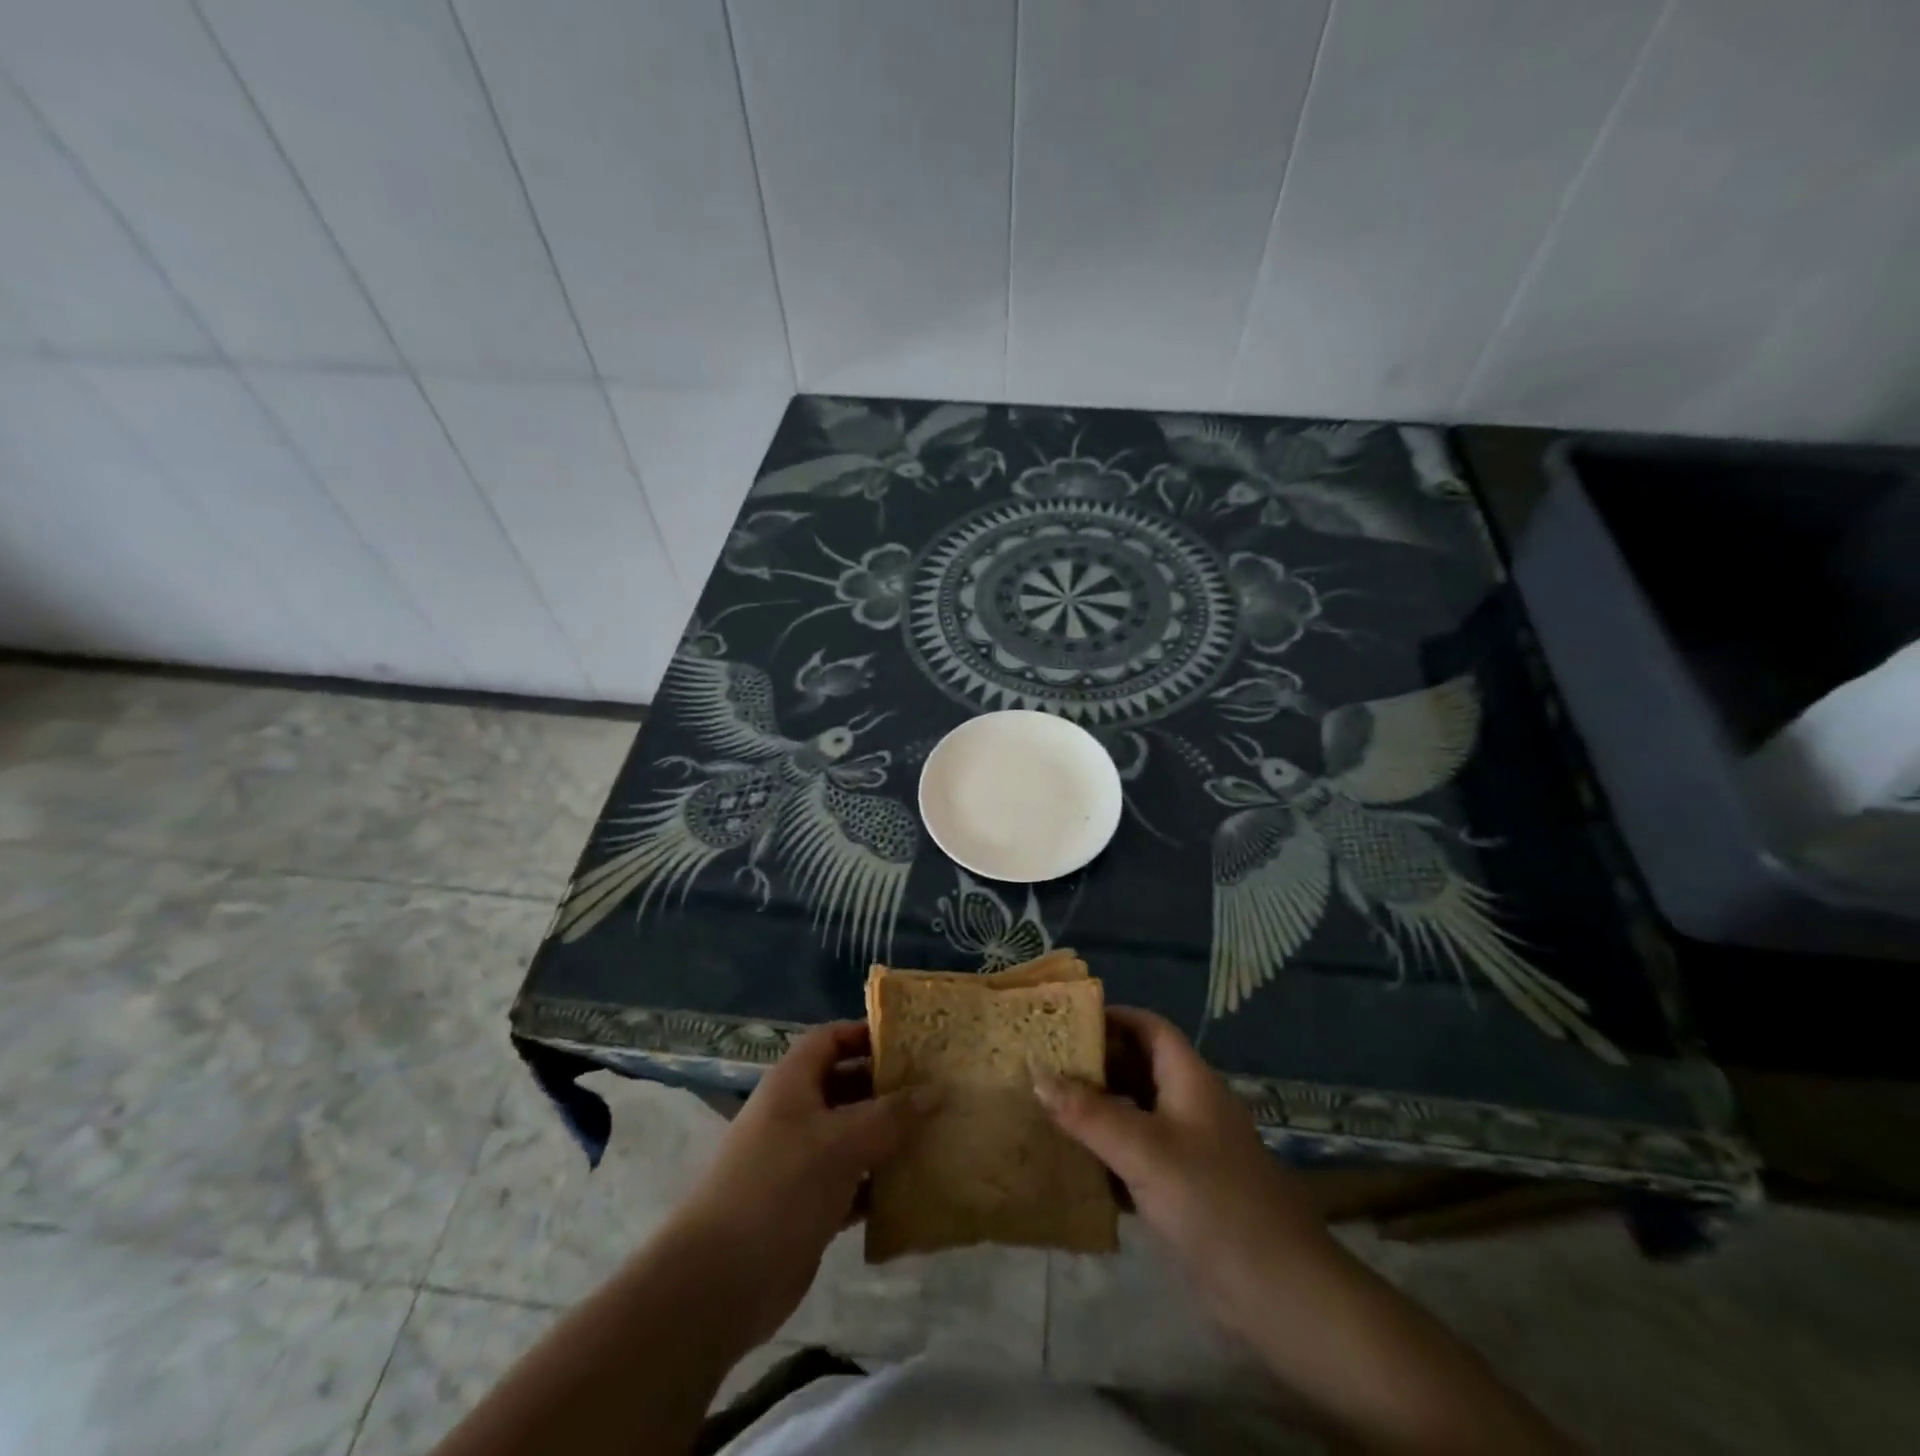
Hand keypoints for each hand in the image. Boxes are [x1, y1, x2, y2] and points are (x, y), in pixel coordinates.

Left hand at [667, 1021, 936, 1346]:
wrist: (717, 1284)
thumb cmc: (778, 1189)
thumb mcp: (840, 1143)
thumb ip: (892, 1116)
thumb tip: (939, 1090)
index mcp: (793, 1083)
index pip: (832, 1039)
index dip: (868, 1034)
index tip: (914, 1043)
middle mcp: (796, 1114)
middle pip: (848, 1085)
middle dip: (889, 1087)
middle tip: (939, 1089)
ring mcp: (801, 1162)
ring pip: (854, 1136)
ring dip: (891, 1137)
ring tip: (940, 1134)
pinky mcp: (809, 1205)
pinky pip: (854, 1182)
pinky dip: (881, 1183)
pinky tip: (918, 1188)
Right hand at [1033, 1007, 1329, 1328]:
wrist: (1280, 1294)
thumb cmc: (1214, 1202)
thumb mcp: (1146, 1151)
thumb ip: (1090, 1114)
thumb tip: (1037, 1075)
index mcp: (1189, 1080)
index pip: (1149, 1028)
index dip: (1111, 1017)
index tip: (1064, 1021)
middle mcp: (1188, 1106)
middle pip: (1137, 1068)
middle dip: (1093, 1064)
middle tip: (1041, 1064)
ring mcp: (1187, 1150)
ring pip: (1133, 1114)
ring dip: (1094, 1110)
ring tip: (1043, 1107)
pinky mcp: (1181, 1190)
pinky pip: (1134, 1156)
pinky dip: (1105, 1153)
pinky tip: (1069, 1162)